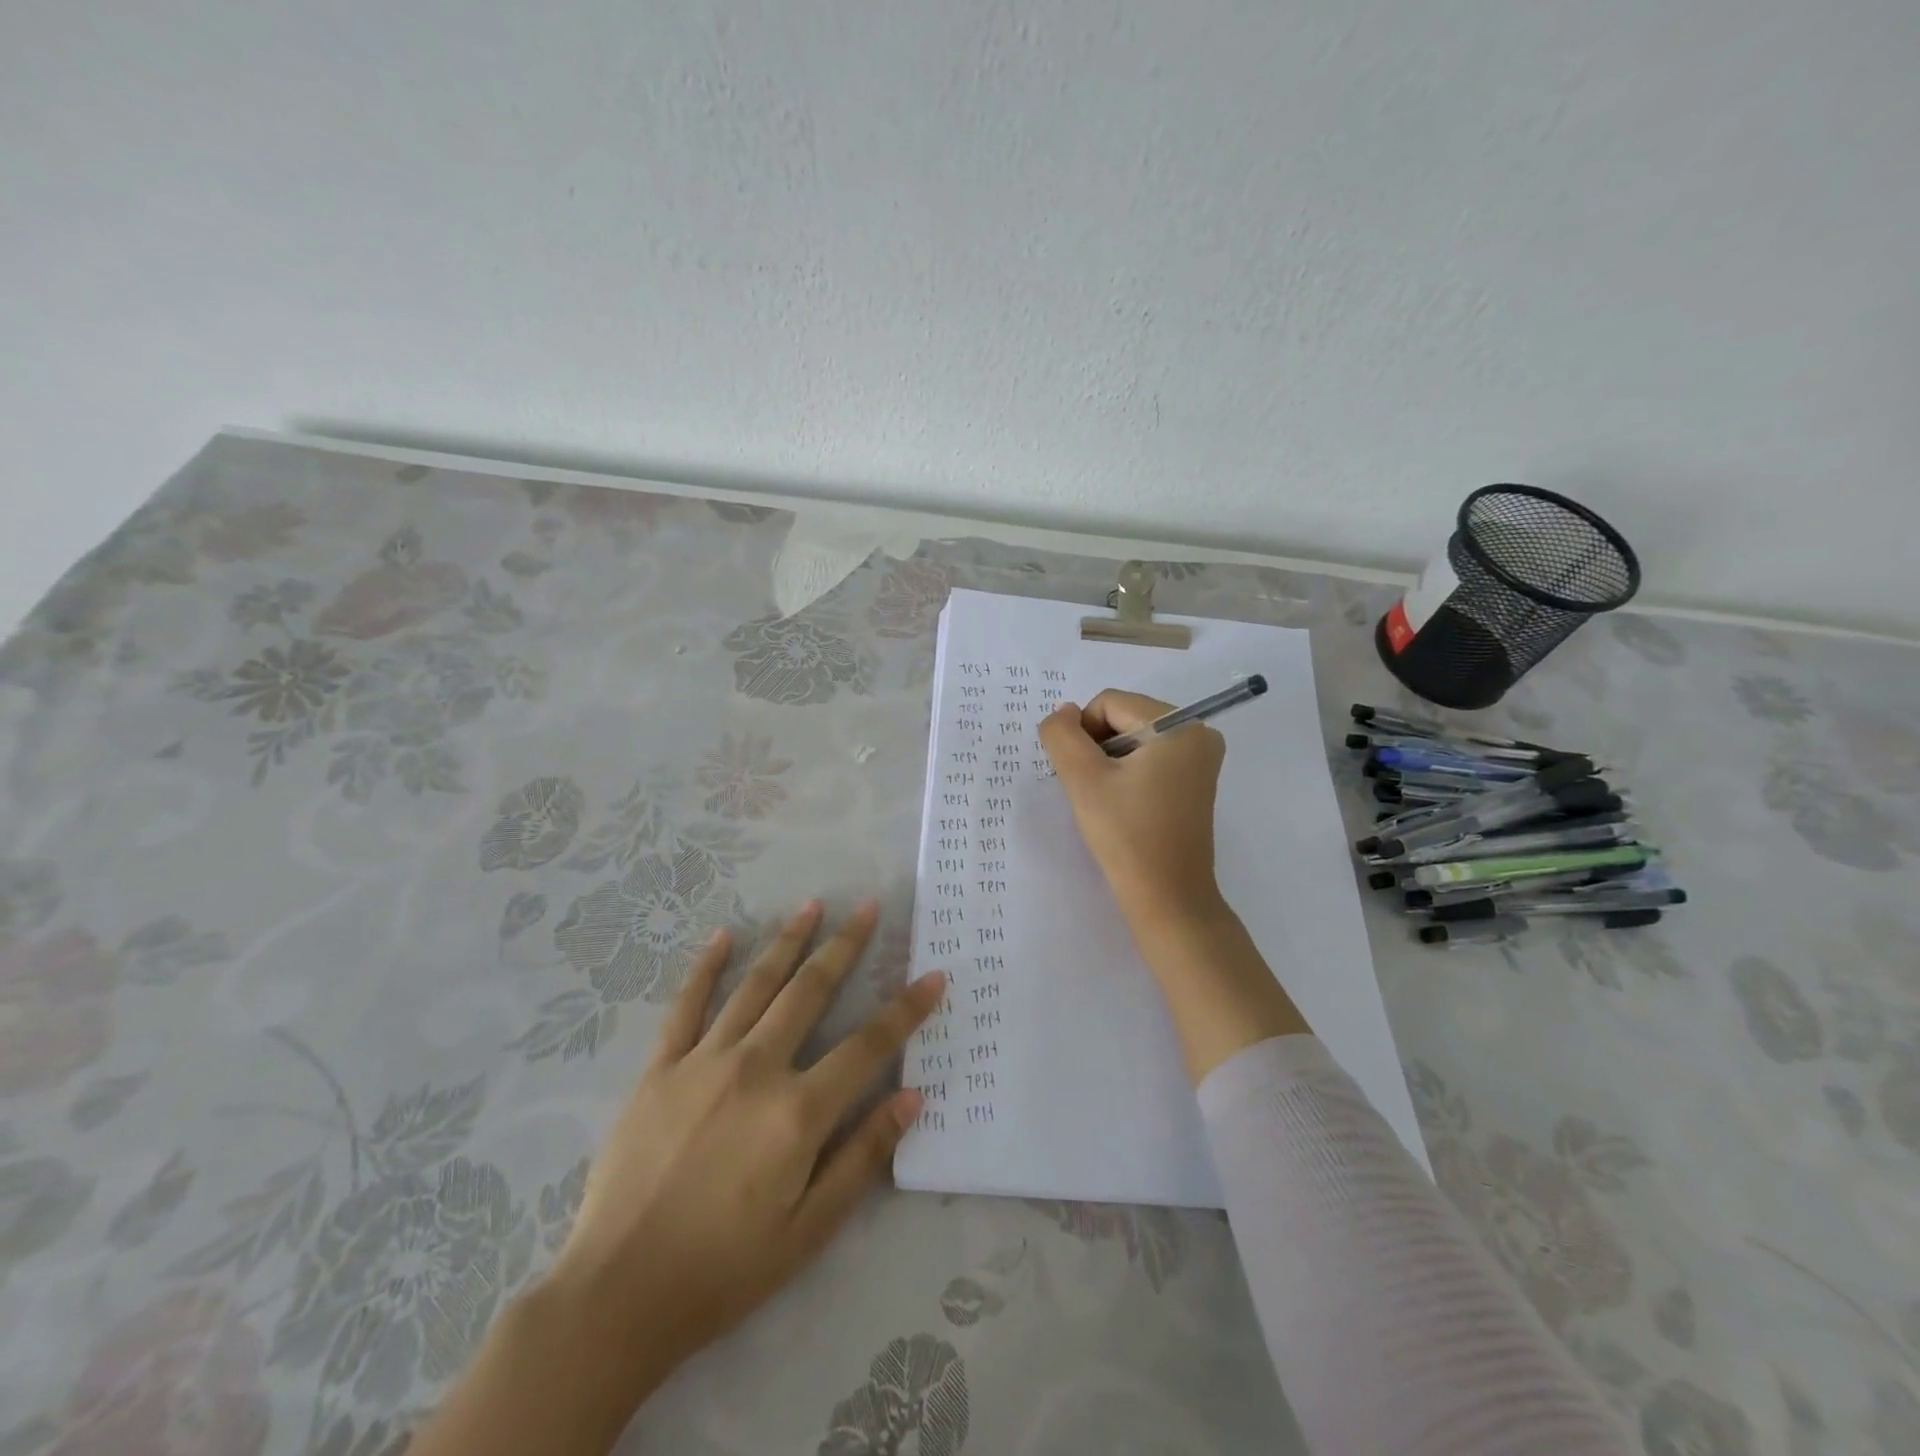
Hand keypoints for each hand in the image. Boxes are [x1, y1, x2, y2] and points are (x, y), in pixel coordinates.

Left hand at [546, 901, 944, 1397]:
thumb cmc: (725, 1269)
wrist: (617, 1294)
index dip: (906, 1009)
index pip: (868, 1046)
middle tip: (867, 907)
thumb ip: (863, 1157)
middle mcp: (756, 1068)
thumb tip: (912, 1097)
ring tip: (812, 905)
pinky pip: (687, 1005)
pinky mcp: (660, 1068)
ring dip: (788, 941)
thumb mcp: (810, 1229)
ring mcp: (704, 1061)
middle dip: (845, 946)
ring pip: (756, 984)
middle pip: (810, 991)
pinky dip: (706, 967)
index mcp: (797, 1110)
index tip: (934, 975)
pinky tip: (723, 936)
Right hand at [1038, 690, 1228, 932]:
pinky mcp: (1195, 780)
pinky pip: (1150, 757)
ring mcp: (1200, 758)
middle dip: (1098, 748)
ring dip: (1109, 762)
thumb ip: (1062, 735)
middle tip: (1092, 789)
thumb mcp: (1083, 779)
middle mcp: (1198, 732)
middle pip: (1124, 716)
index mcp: (1180, 724)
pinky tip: (1121, 804)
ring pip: (1133, 738)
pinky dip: (1127, 773)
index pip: (1109, 703)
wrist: (1167, 897)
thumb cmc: (1126, 835)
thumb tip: (1062, 712)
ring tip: (1107, 800)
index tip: (1081, 775)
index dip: (1082, 733)